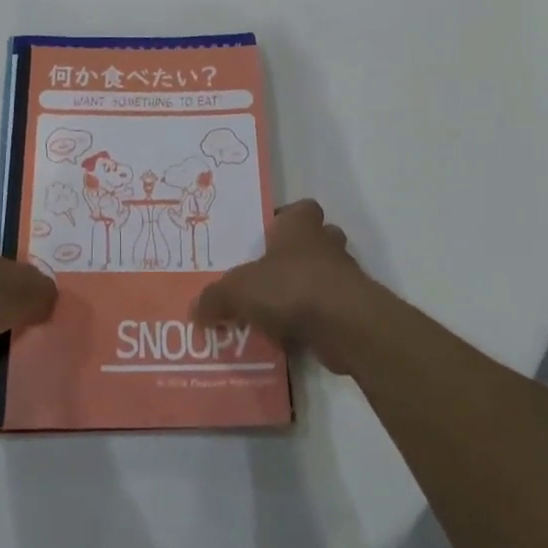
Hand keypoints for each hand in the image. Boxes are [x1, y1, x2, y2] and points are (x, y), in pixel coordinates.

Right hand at [193, 200, 374, 372]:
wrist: (345, 325)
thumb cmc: (290, 287)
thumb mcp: (238, 290)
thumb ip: (215, 297)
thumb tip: (194, 308)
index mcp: (300, 226)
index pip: (300, 209)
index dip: (285, 220)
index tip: (266, 237)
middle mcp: (326, 244)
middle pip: (315, 241)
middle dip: (296, 256)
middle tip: (267, 275)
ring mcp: (344, 277)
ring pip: (324, 276)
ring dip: (305, 290)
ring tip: (274, 311)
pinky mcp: (353, 310)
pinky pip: (328, 310)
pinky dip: (312, 320)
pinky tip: (288, 337)